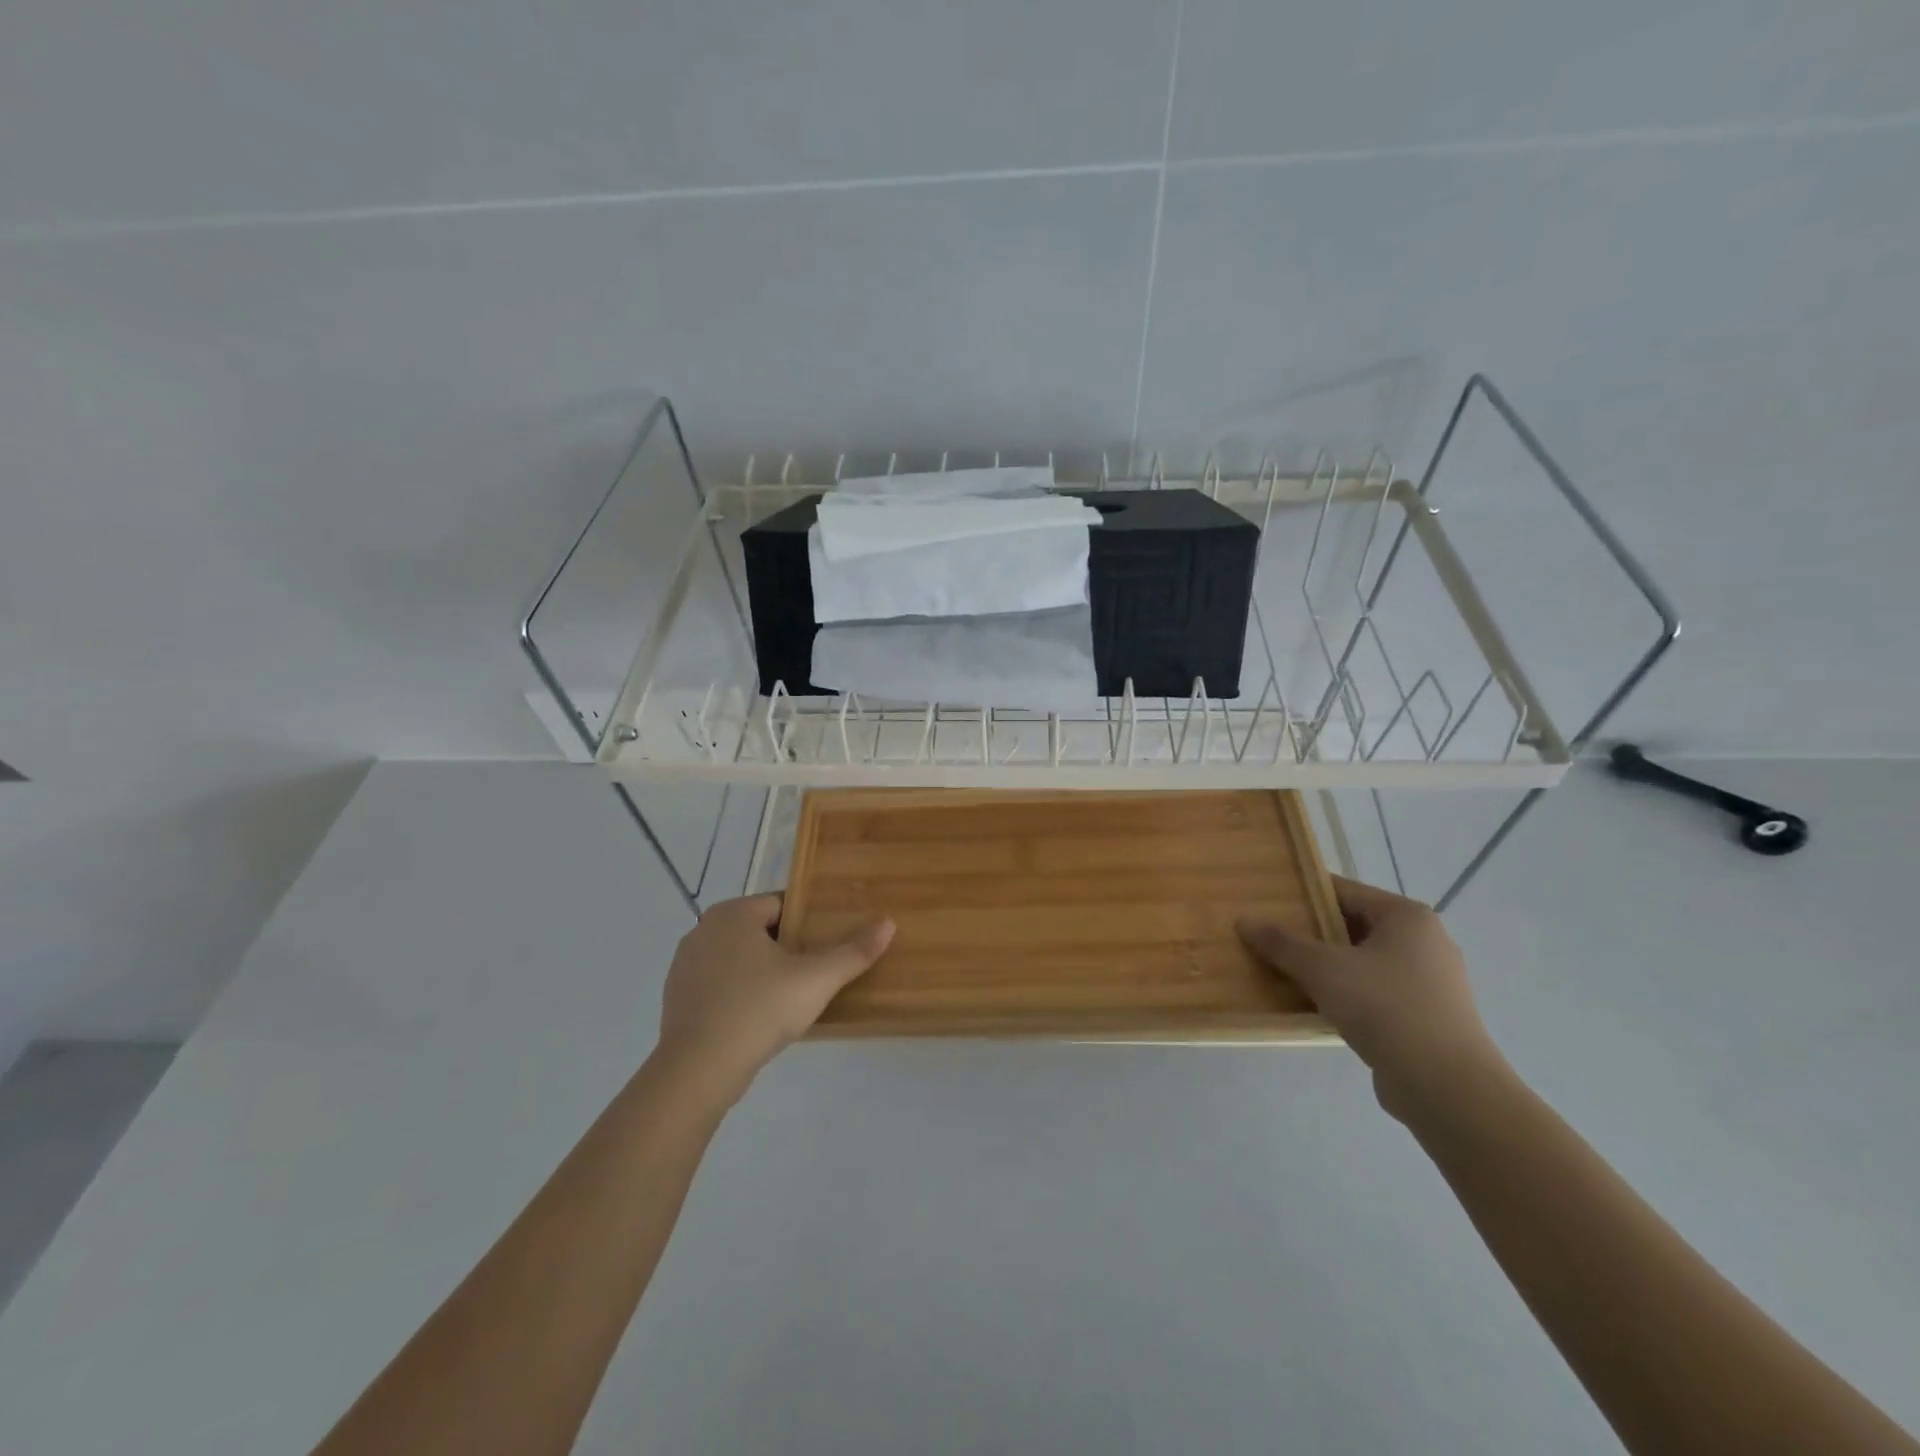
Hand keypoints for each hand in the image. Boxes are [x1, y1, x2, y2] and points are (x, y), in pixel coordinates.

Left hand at [656, 894, 893, 1100]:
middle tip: (816, 973)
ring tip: (791, 997)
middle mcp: (704, 929)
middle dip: (787, 948)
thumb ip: (853, 952)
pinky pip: (720, 985)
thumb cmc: (759, 1009)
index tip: (828, 944)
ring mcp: (685, 965)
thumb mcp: (816, 980)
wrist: (698, 1070)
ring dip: (762, 972)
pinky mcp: (677, 998)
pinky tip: (759, 1017)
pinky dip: (740, 993)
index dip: (809, 922)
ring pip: (738, 958)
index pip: (782, 905)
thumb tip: (888, 923)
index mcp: (733, 913)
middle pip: (760, 931)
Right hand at [1237, 877, 1504, 1120]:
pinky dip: (1347, 995)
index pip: (1345, 891)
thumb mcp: (1322, 969)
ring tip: (1286, 973)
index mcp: (1407, 917)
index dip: (1304, 895)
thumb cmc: (1385, 1008)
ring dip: (1327, 968)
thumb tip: (1245, 921)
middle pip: (1354, 927)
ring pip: (1363, 963)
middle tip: (1270, 939)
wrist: (1446, 1087)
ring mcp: (1431, 982)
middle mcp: (1425, 942)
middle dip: (1312, 934)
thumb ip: (1282, 943)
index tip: (1268, 902)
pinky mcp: (1427, 1018)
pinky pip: (1375, 993)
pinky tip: (1316, 1007)